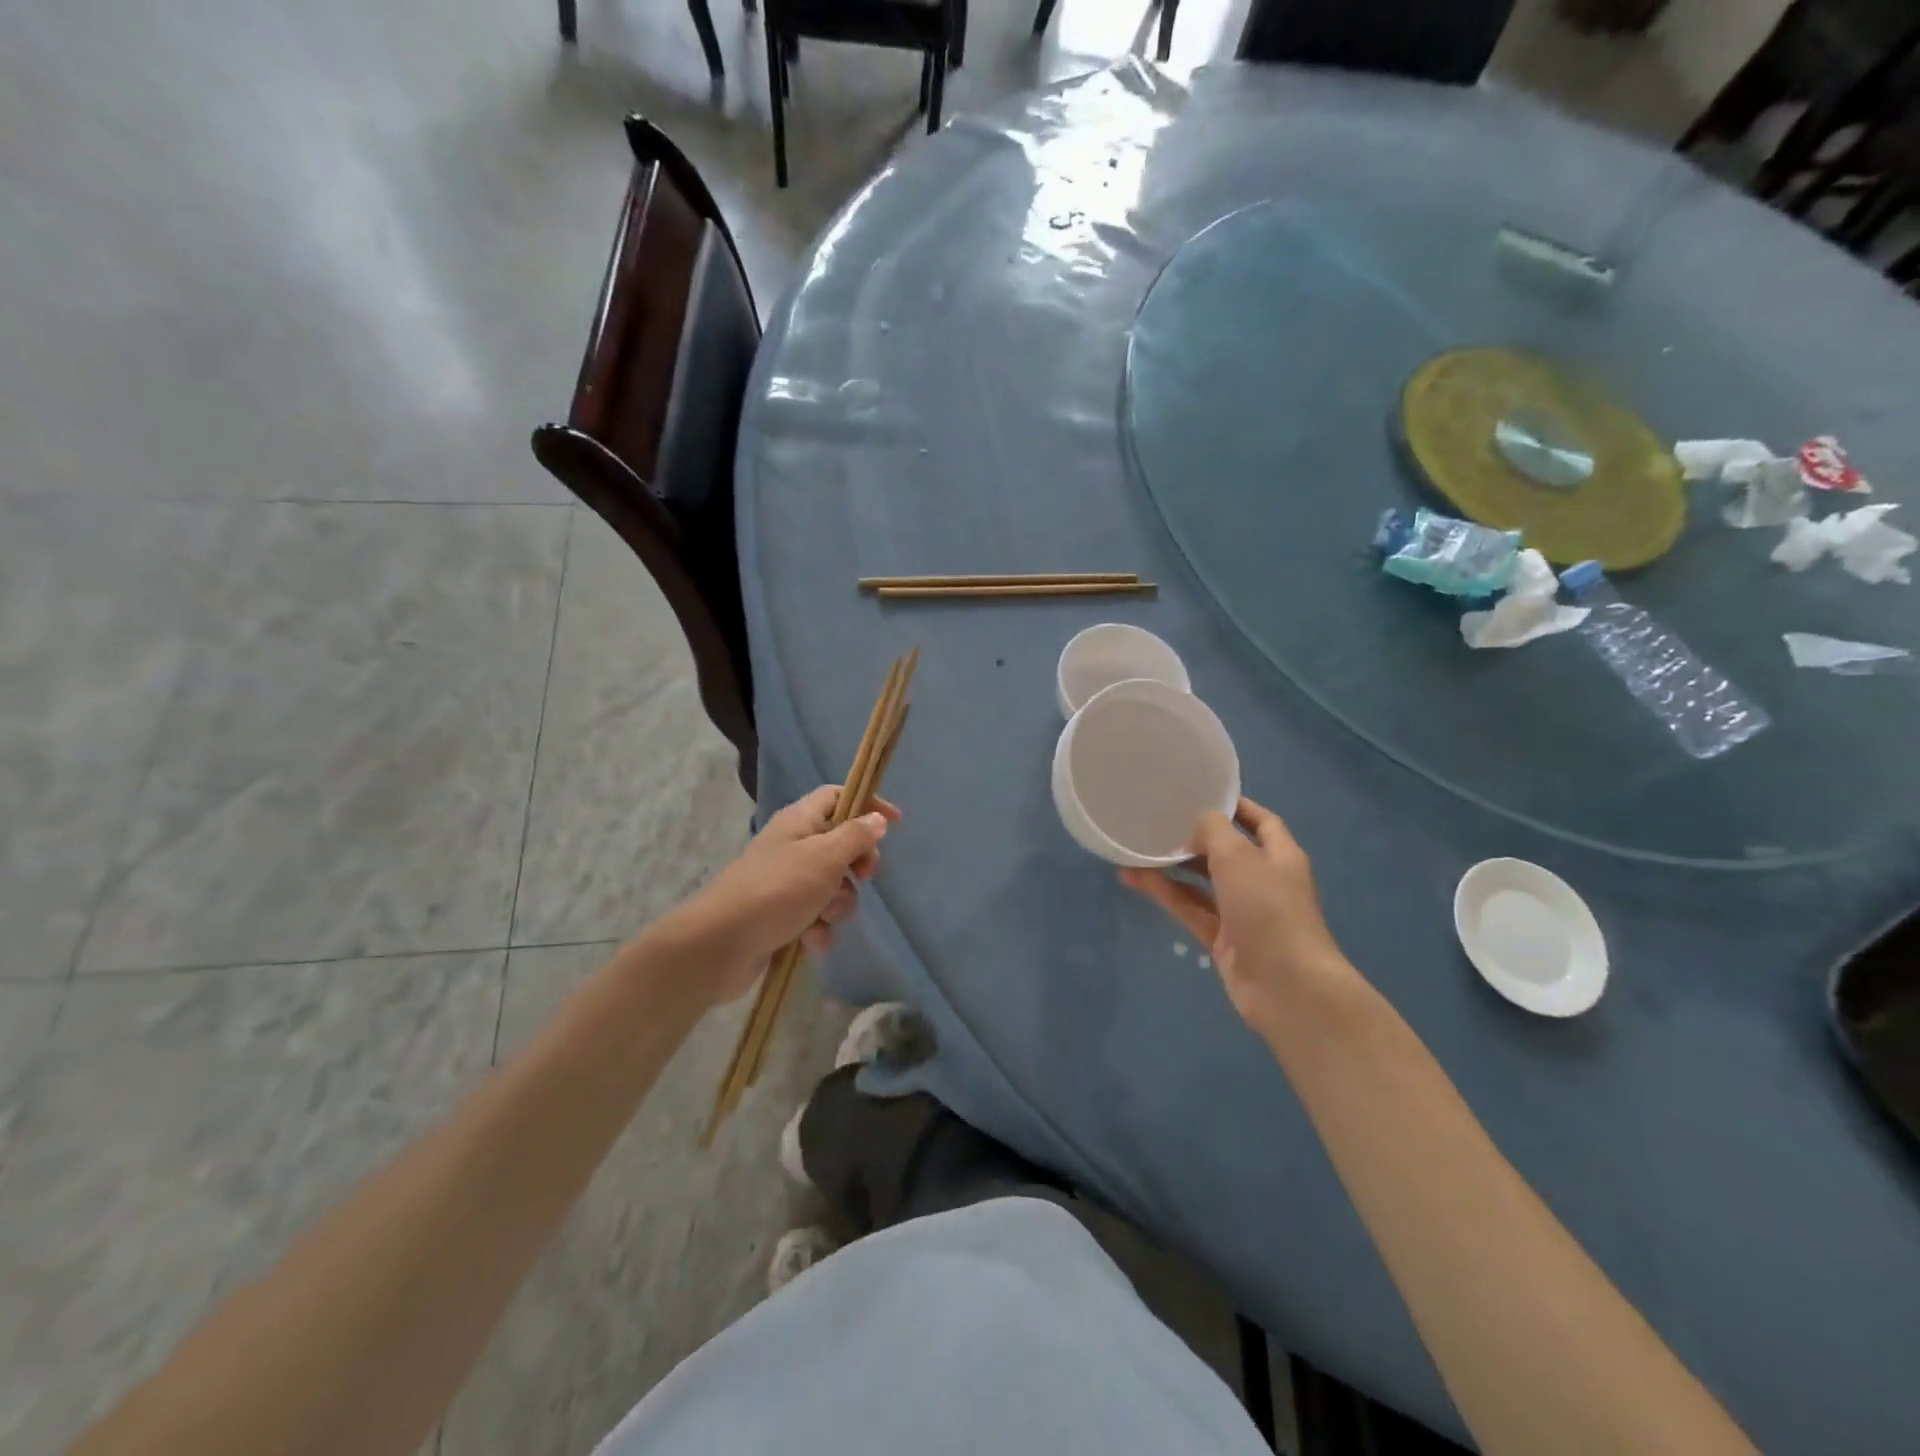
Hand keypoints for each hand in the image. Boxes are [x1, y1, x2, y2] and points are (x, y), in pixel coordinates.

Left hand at [663, 785, 899, 1005]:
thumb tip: (876, 820)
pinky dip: (819, 928)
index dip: (867, 805)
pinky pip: (815, 916)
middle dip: (856, 864)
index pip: (837, 796)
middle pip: (840, 844)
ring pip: (832, 885)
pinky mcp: (780, 916)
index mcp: (799, 821)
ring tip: (822, 916)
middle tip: (864, 876)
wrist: (720, 945)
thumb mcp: (824, 857)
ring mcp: (785, 882)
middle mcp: (791, 846)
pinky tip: (811, 940)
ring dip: (837, 903)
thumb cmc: (777, 890)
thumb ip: (855, 837)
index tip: (895, 825)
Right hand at [1120, 797, 1347, 1033]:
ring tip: (1136, 849)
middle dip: (1195, 838)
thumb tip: (1197, 827)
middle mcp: (1263, 880)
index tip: (1201, 793)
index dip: (1236, 807)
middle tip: (1159, 821)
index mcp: (1280, 856)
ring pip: (1202, 882)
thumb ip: (1214, 831)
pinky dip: (1166, 894)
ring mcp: (1243, 912)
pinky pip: (1190, 909)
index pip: (1261, 821)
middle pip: (1226, 852)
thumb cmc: (1269, 909)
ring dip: (1172, 867)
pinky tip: (1136, 879)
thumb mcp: (1239, 857)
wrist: (1287, 986)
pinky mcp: (1223, 939)